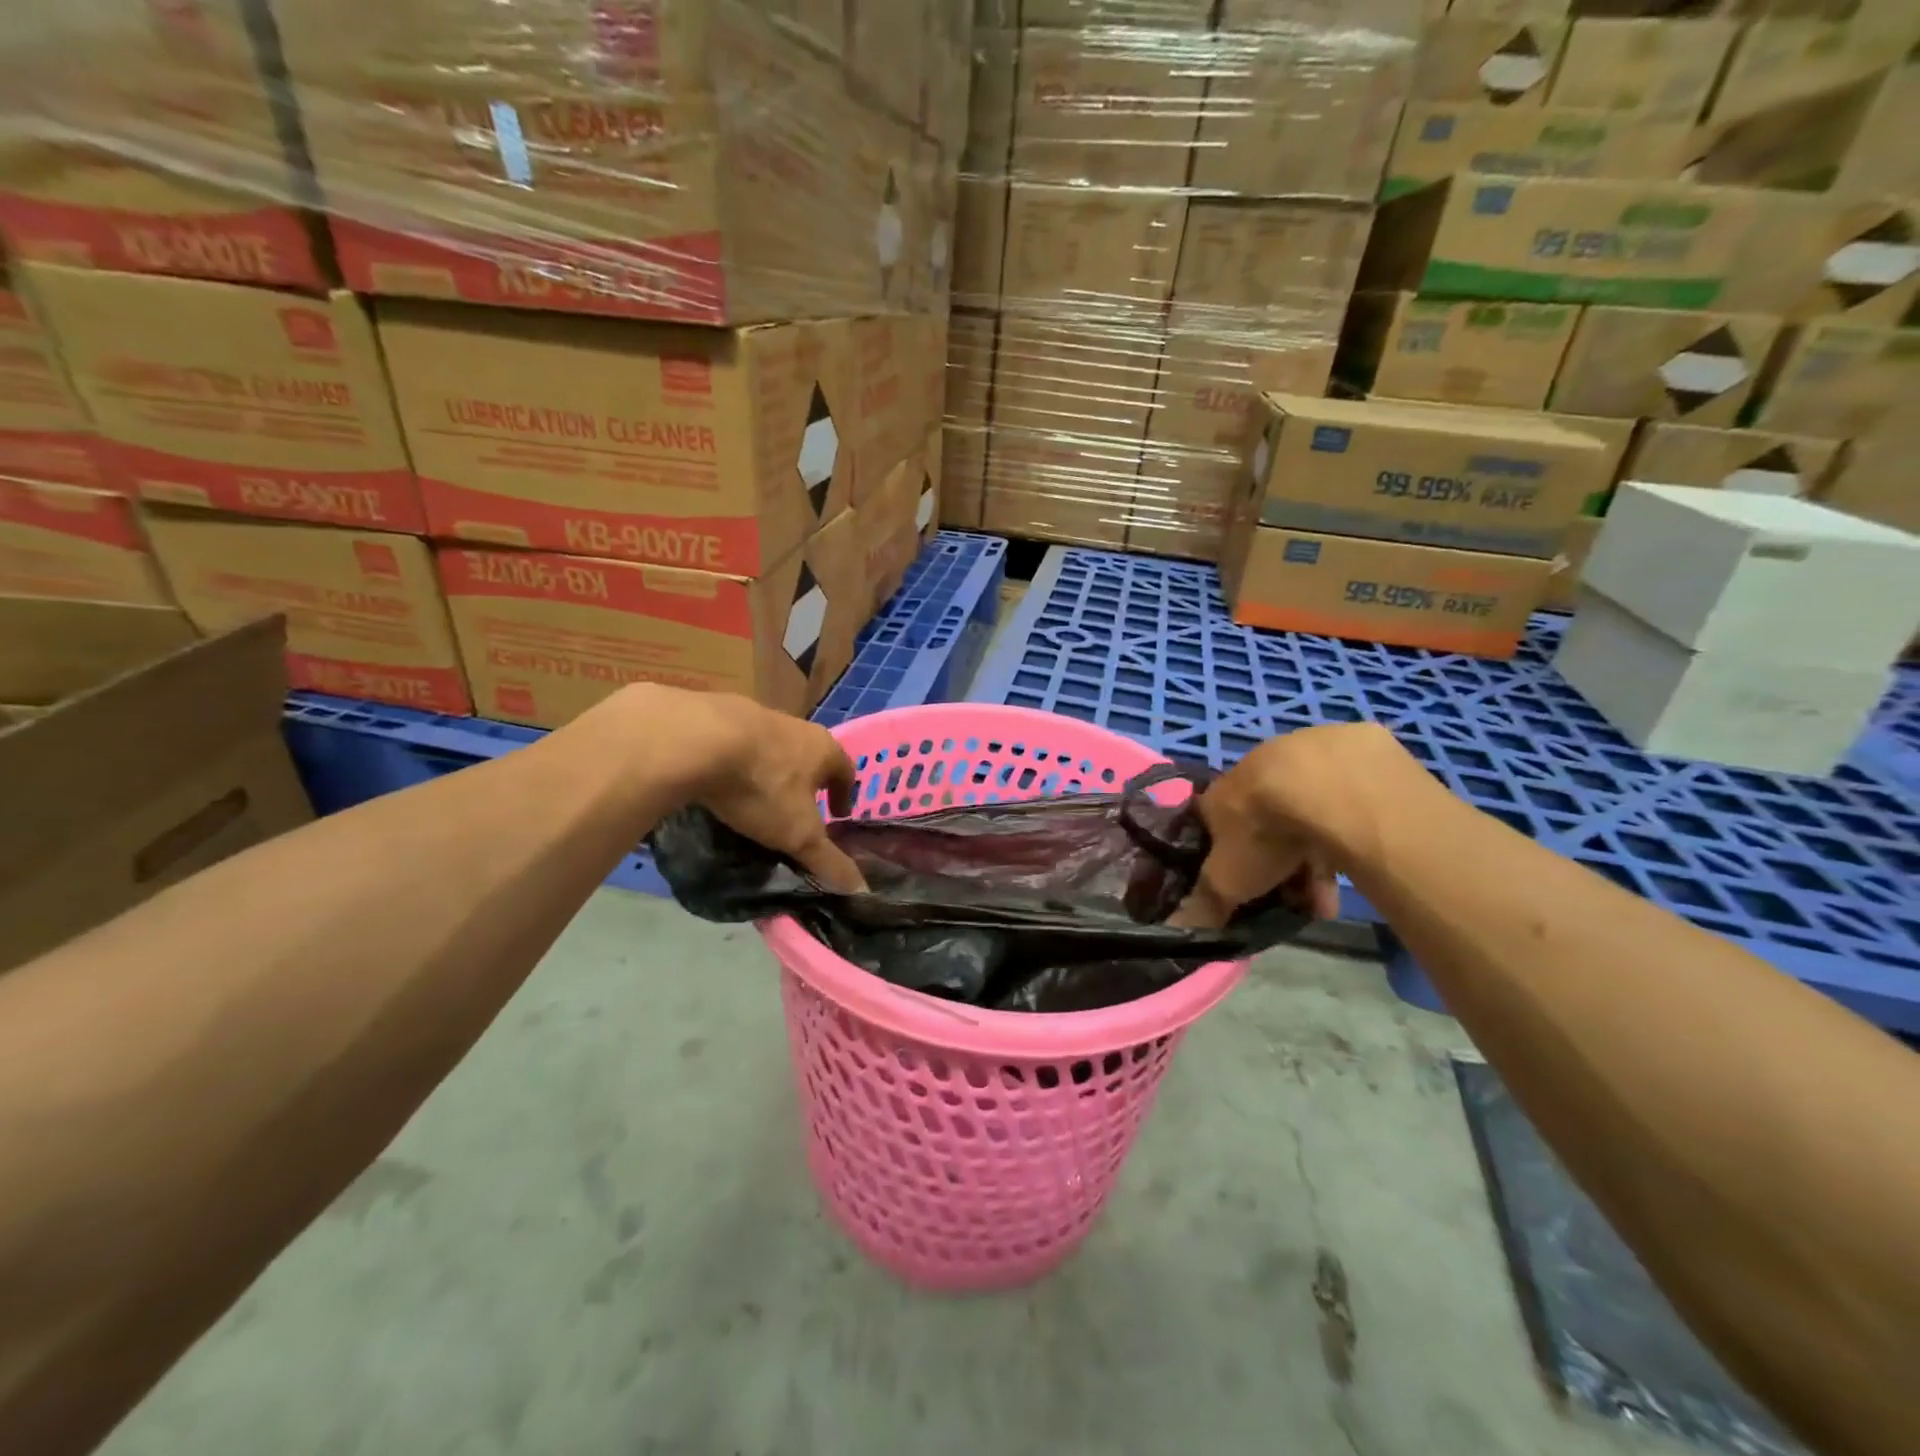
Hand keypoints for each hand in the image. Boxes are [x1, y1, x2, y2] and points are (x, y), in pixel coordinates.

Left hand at [674, 691, 866, 892]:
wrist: (699, 740)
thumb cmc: (764, 787)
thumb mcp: (799, 834)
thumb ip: (828, 861)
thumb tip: (860, 890)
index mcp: (824, 749)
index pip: (846, 770)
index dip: (844, 794)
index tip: (838, 815)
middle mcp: (797, 727)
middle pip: (810, 756)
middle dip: (807, 783)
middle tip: (798, 811)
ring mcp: (757, 718)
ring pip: (774, 749)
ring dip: (772, 771)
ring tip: (759, 800)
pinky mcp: (719, 716)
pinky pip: (738, 745)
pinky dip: (737, 764)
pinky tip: (724, 783)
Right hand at [1170, 723, 1412, 928]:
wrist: (1328, 787)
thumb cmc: (1263, 832)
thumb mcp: (1227, 881)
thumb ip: (1205, 905)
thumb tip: (1177, 931)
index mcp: (1218, 795)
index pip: (1211, 826)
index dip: (1223, 858)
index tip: (1239, 888)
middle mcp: (1254, 772)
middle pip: (1260, 826)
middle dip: (1275, 868)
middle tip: (1291, 901)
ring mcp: (1300, 761)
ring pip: (1303, 820)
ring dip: (1312, 864)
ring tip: (1326, 904)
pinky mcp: (1347, 758)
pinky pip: (1339, 808)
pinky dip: (1343, 839)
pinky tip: (1354, 870)